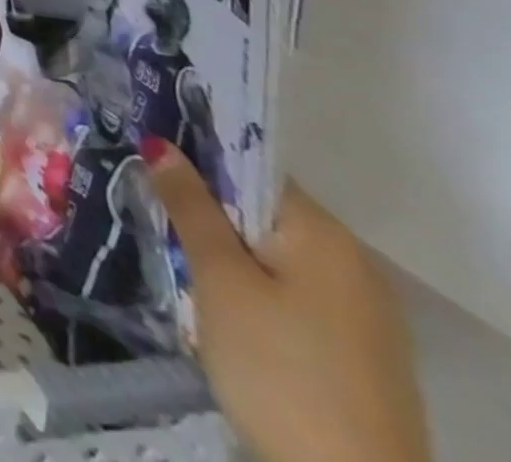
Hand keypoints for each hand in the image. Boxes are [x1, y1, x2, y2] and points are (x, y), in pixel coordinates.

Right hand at [147, 145, 430, 461]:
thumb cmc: (277, 366)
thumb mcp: (219, 278)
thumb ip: (190, 206)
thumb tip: (162, 144)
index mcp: (326, 236)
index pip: (251, 170)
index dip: (198, 163)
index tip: (148, 163)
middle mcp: (354, 265)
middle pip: (261, 214)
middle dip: (206, 211)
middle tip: (151, 212)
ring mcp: (362, 315)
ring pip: (272, 256)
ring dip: (225, 253)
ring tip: (175, 258)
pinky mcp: (356, 354)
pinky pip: (290, 295)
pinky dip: (251, 289)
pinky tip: (218, 306)